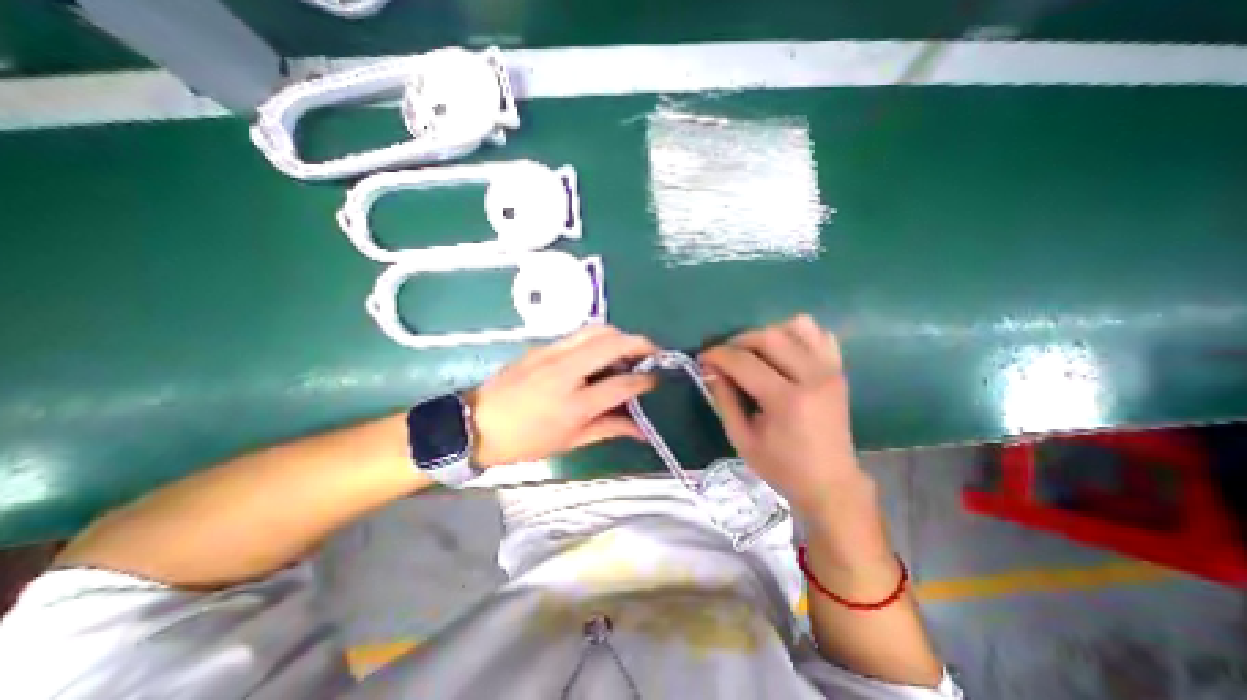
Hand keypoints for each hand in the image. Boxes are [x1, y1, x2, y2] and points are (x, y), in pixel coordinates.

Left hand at [467, 326, 661, 466]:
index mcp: (573, 404)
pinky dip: (599, 337)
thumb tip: (642, 430)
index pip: (621, 384)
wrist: (475, 424)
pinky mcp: (541, 347)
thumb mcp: (569, 442)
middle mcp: (565, 372)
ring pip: (595, 330)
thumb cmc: (524, 442)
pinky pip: (578, 334)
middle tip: (653, 353)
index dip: (644, 381)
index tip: (655, 380)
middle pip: (612, 344)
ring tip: (629, 350)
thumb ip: (609, 429)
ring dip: (619, 335)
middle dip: (640, 343)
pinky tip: (601, 352)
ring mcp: (551, 354)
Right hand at [698, 313, 869, 520]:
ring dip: (767, 334)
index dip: (718, 355)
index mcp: (787, 401)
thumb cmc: (781, 467)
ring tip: (753, 353)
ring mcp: (830, 370)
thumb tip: (708, 369)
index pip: (744, 362)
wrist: (830, 483)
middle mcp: (813, 377)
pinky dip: (796, 335)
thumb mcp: (741, 439)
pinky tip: (783, 353)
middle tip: (724, 355)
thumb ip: (723, 399)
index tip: (703, 357)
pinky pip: (819, 335)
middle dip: (738, 341)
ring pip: (796, 327)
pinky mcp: (838, 370)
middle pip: (769, 337)